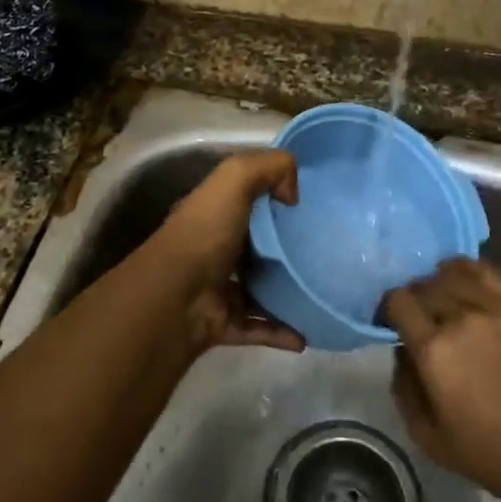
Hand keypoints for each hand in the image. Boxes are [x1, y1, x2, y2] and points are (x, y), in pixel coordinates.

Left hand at [154, 151, 302, 353]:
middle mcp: (215, 249)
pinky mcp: (225, 323)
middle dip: (286, 248)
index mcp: (215, 213)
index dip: (275, 196)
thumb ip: (269, 167)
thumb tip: (292, 194)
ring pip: (260, 289)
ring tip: (321, 293)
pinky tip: (307, 334)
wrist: (175, 297)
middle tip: (326, 250)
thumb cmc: (205, 232)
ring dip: (286, 293)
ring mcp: (218, 289)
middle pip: (257, 246)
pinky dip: (282, 332)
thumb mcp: (234, 178)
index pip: (247, 200)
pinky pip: (260, 328)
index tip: (311, 204)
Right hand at [382, 259, 500, 501]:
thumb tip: (401, 351)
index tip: (389, 322)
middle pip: (424, 285)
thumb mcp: (431, 440)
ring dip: (439, 283)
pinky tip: (467, 284)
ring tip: (443, 300)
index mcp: (435, 351)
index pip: (398, 301)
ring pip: (453, 273)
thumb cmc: (497, 455)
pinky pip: (488, 271)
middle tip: (418, 318)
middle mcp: (461, 317)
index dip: (387, 308)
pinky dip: (468, 270)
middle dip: (414, 297)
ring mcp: (497, 307)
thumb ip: (405, 389)